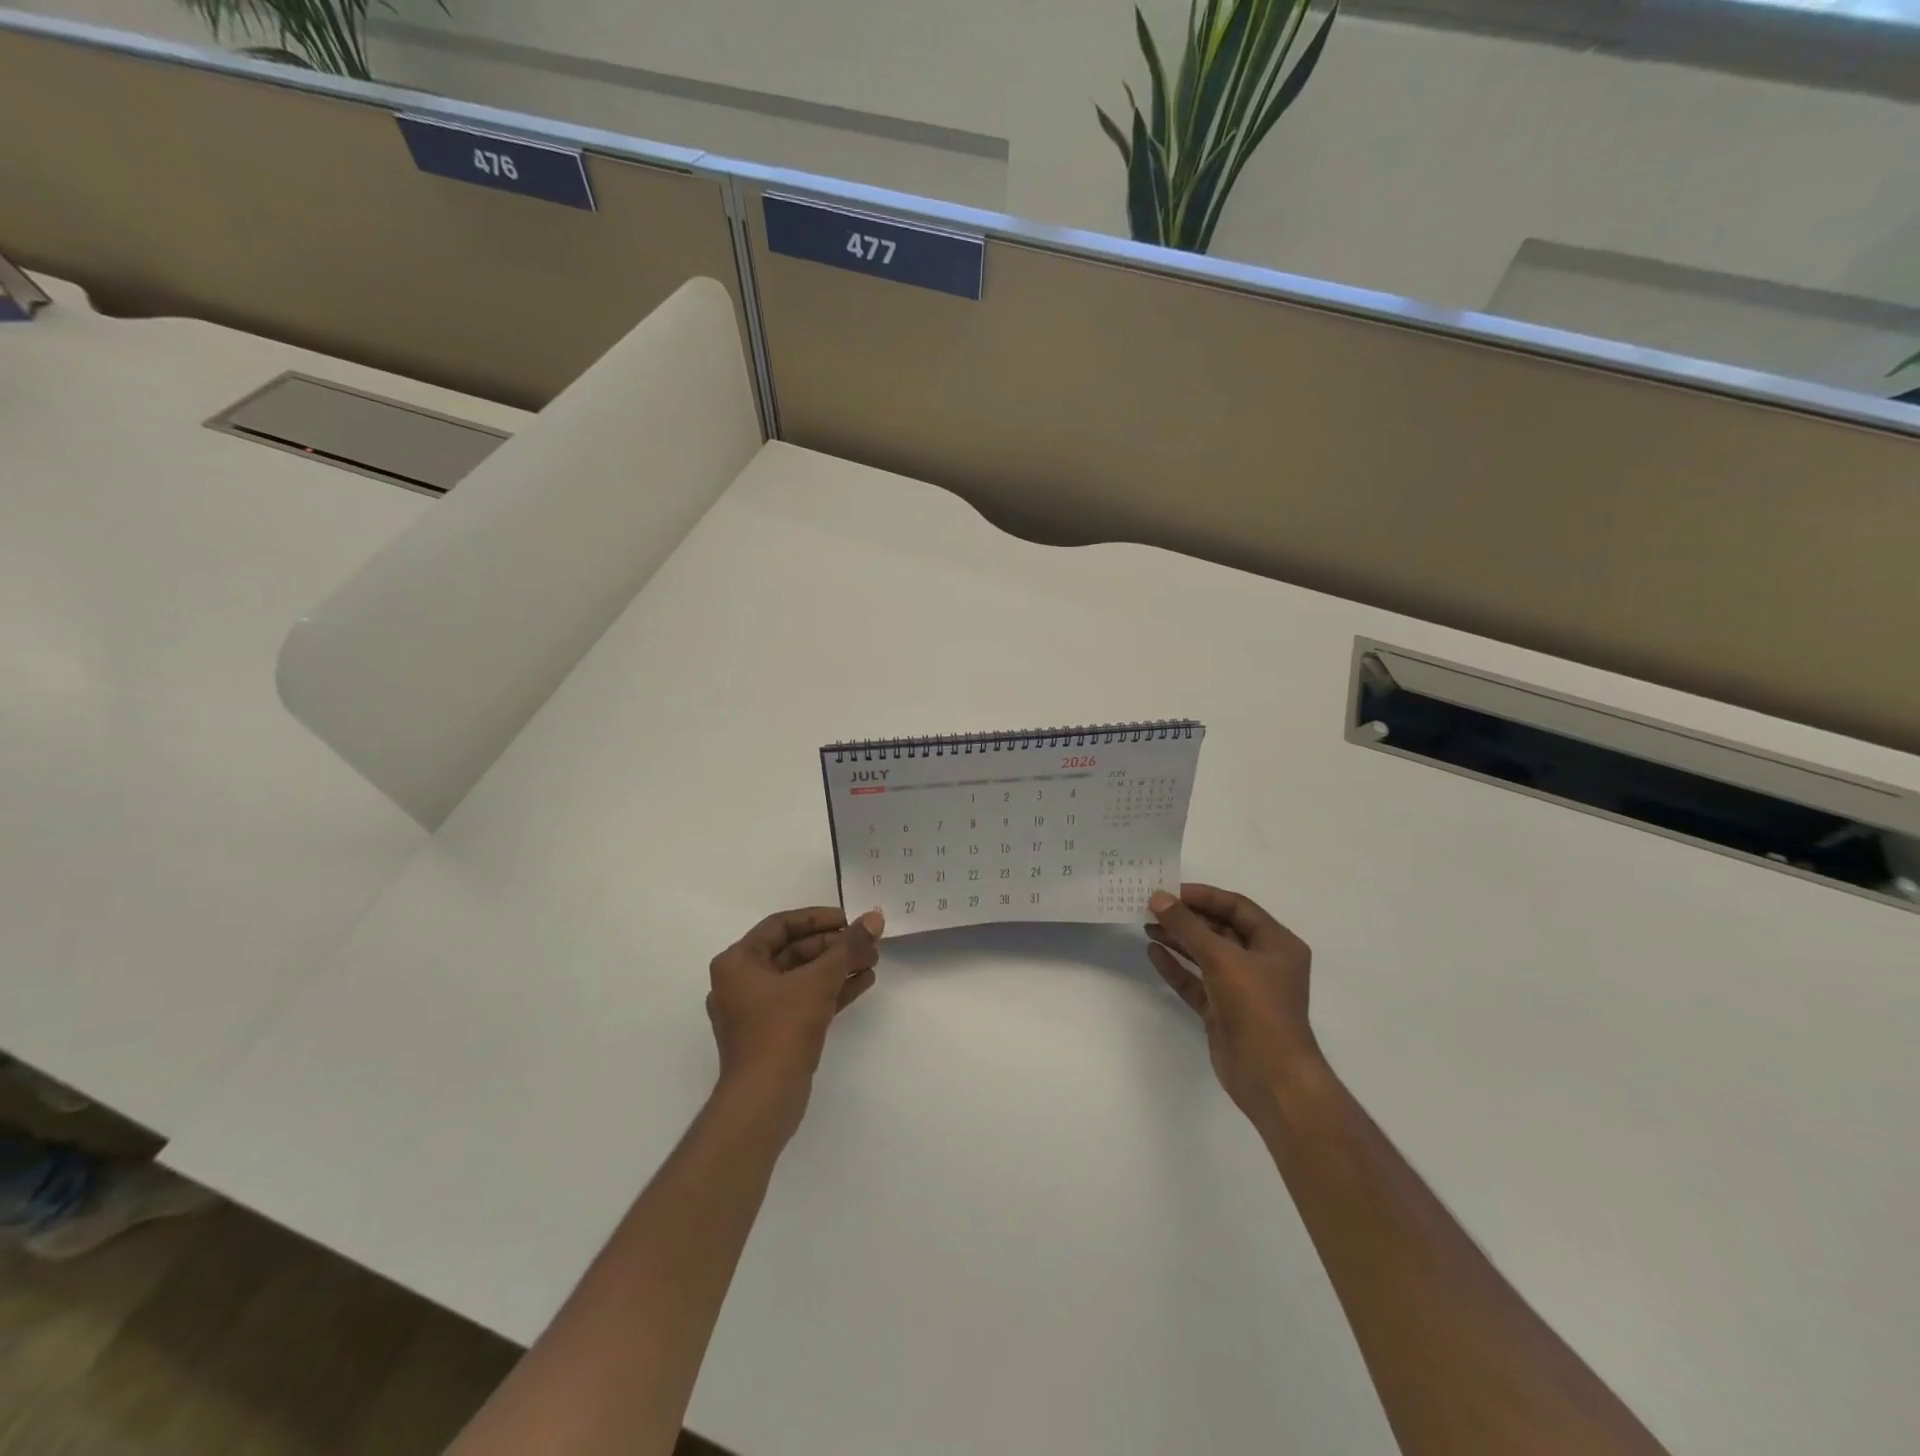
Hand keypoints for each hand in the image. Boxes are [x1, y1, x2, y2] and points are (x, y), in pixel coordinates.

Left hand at [707, 906, 882, 1126]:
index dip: (818, 918)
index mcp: (737, 963)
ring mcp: (757, 1010)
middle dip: (834, 946)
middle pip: (794, 950)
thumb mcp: (819, 982)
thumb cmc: (781, 1030)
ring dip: (837, 967)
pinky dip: (831, 990)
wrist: (763, 1101)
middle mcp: (742, 982)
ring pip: (802, 976)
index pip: (780, 925)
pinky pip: (804, 1000)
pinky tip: (863, 982)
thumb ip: (848, 948)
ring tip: (873, 961)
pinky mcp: (773, 1033)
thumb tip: (875, 918)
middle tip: (868, 943)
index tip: (850, 920)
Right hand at [1146, 885, 1319, 1115]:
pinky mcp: (1223, 1011)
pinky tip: (1153, 953)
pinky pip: (1197, 981)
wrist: (1270, 1076)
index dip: (1203, 896)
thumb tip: (1158, 898)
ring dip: (1178, 940)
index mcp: (1276, 944)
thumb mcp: (1221, 957)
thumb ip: (1187, 926)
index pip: (1236, 907)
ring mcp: (1242, 988)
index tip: (1169, 891)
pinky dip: (1177, 967)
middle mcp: (1261, 962)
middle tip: (1151, 907)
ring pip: (1206, 955)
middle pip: (1219, 929)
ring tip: (1146, 925)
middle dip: (1186, 918)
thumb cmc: (1256, 1006)